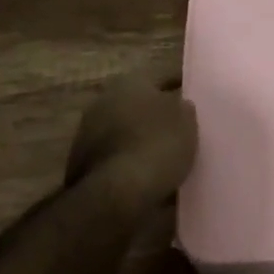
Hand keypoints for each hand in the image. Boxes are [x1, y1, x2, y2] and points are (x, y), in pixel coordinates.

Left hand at [65, 72, 198, 211]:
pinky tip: (147, 178)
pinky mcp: (81, 167)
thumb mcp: (185, 122)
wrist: (116, 194)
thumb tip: (180, 105)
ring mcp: (88, 134)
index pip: (160, 79)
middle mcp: (103, 101)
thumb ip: (183, 108)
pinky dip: (129, 165)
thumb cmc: (155, 145)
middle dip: (155, 117)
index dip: (178, 90)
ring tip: (165, 159)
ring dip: (140, 142)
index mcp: (128, 82)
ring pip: (124, 133)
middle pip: (137, 106)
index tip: (192, 102)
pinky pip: (116, 160)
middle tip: (178, 131)